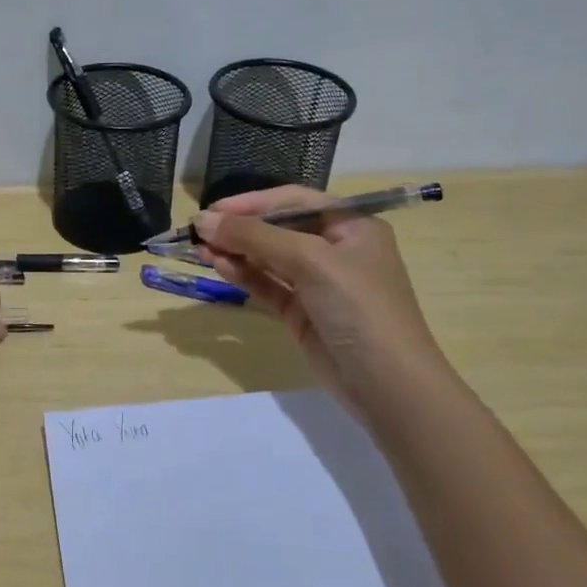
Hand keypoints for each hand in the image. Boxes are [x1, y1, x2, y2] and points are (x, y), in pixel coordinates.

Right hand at [195, 187, 455, 420]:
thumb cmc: (359, 307)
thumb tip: (202, 221)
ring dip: (236, 251)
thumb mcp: (311, 261)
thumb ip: (255, 237)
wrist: (388, 386)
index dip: (252, 202)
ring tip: (200, 249)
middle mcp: (336, 249)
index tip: (212, 210)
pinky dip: (243, 275)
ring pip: (269, 258)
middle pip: (279, 228)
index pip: (295, 200)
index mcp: (352, 225)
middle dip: (240, 228)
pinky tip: (219, 266)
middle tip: (198, 231)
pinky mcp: (302, 313)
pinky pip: (267, 285)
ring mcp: (318, 284)